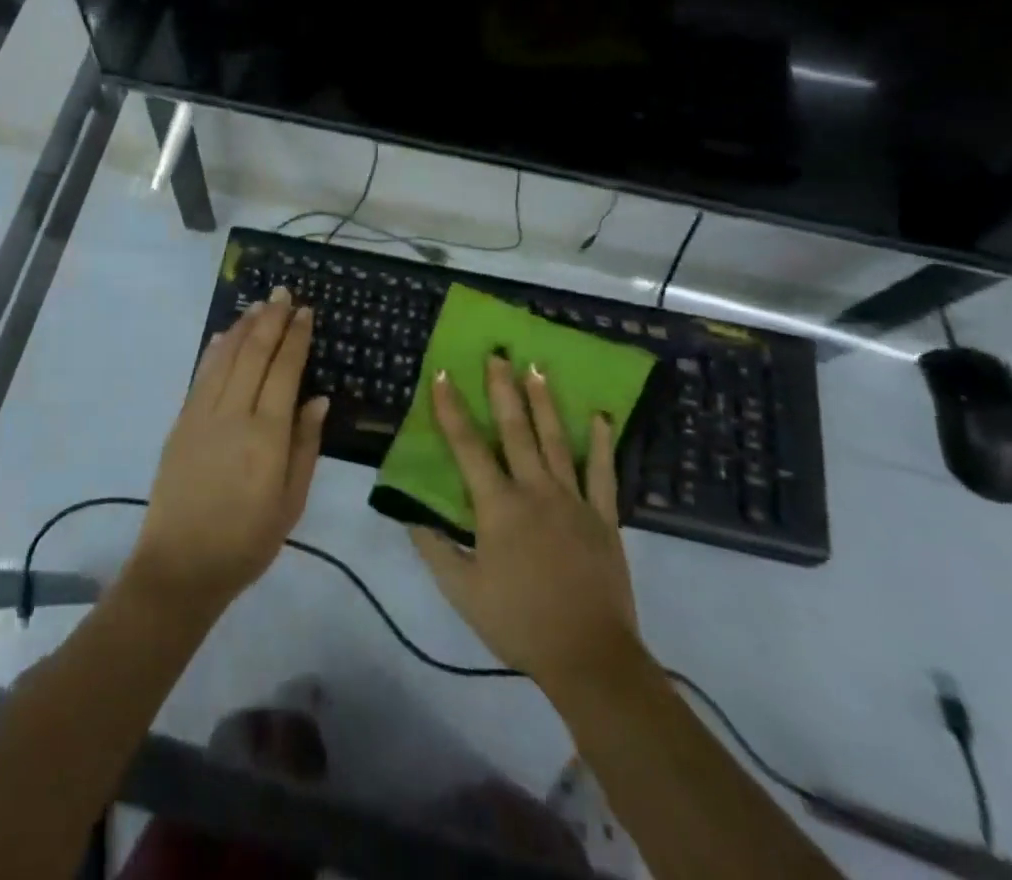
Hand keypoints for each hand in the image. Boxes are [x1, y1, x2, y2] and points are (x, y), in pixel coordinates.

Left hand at [124, 289, 328, 618]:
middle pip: (254, 354)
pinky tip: (224, 336)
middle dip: (270, 319)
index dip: (296, 338)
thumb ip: (305, 446)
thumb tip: (318, 398)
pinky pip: (201, 374)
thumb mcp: (291, 502)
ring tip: (258, 305)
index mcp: (266, 435)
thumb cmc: (247, 541)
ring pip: (225, 357)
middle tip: (283, 293)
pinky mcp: (181, 421)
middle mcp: (233, 414)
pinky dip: (215, 350)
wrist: (180, 565)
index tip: (305, 312)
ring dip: (243, 327)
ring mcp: (202, 414)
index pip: (284, 371)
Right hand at [410, 356, 639, 699]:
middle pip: (516, 430)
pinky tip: (600, 417)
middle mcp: (535, 491)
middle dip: (503, 389)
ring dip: (544, 402)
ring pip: (555, 440)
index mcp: (498, 506)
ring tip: (536, 367)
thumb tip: (408, 513)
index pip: (468, 447)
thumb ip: (434, 548)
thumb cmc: (519, 623)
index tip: (443, 374)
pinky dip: (600, 444)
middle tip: (498, 354)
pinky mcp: (603, 517)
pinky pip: (602, 473)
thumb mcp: (463, 592)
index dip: (452, 409)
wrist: (591, 658)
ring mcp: (573, 501)